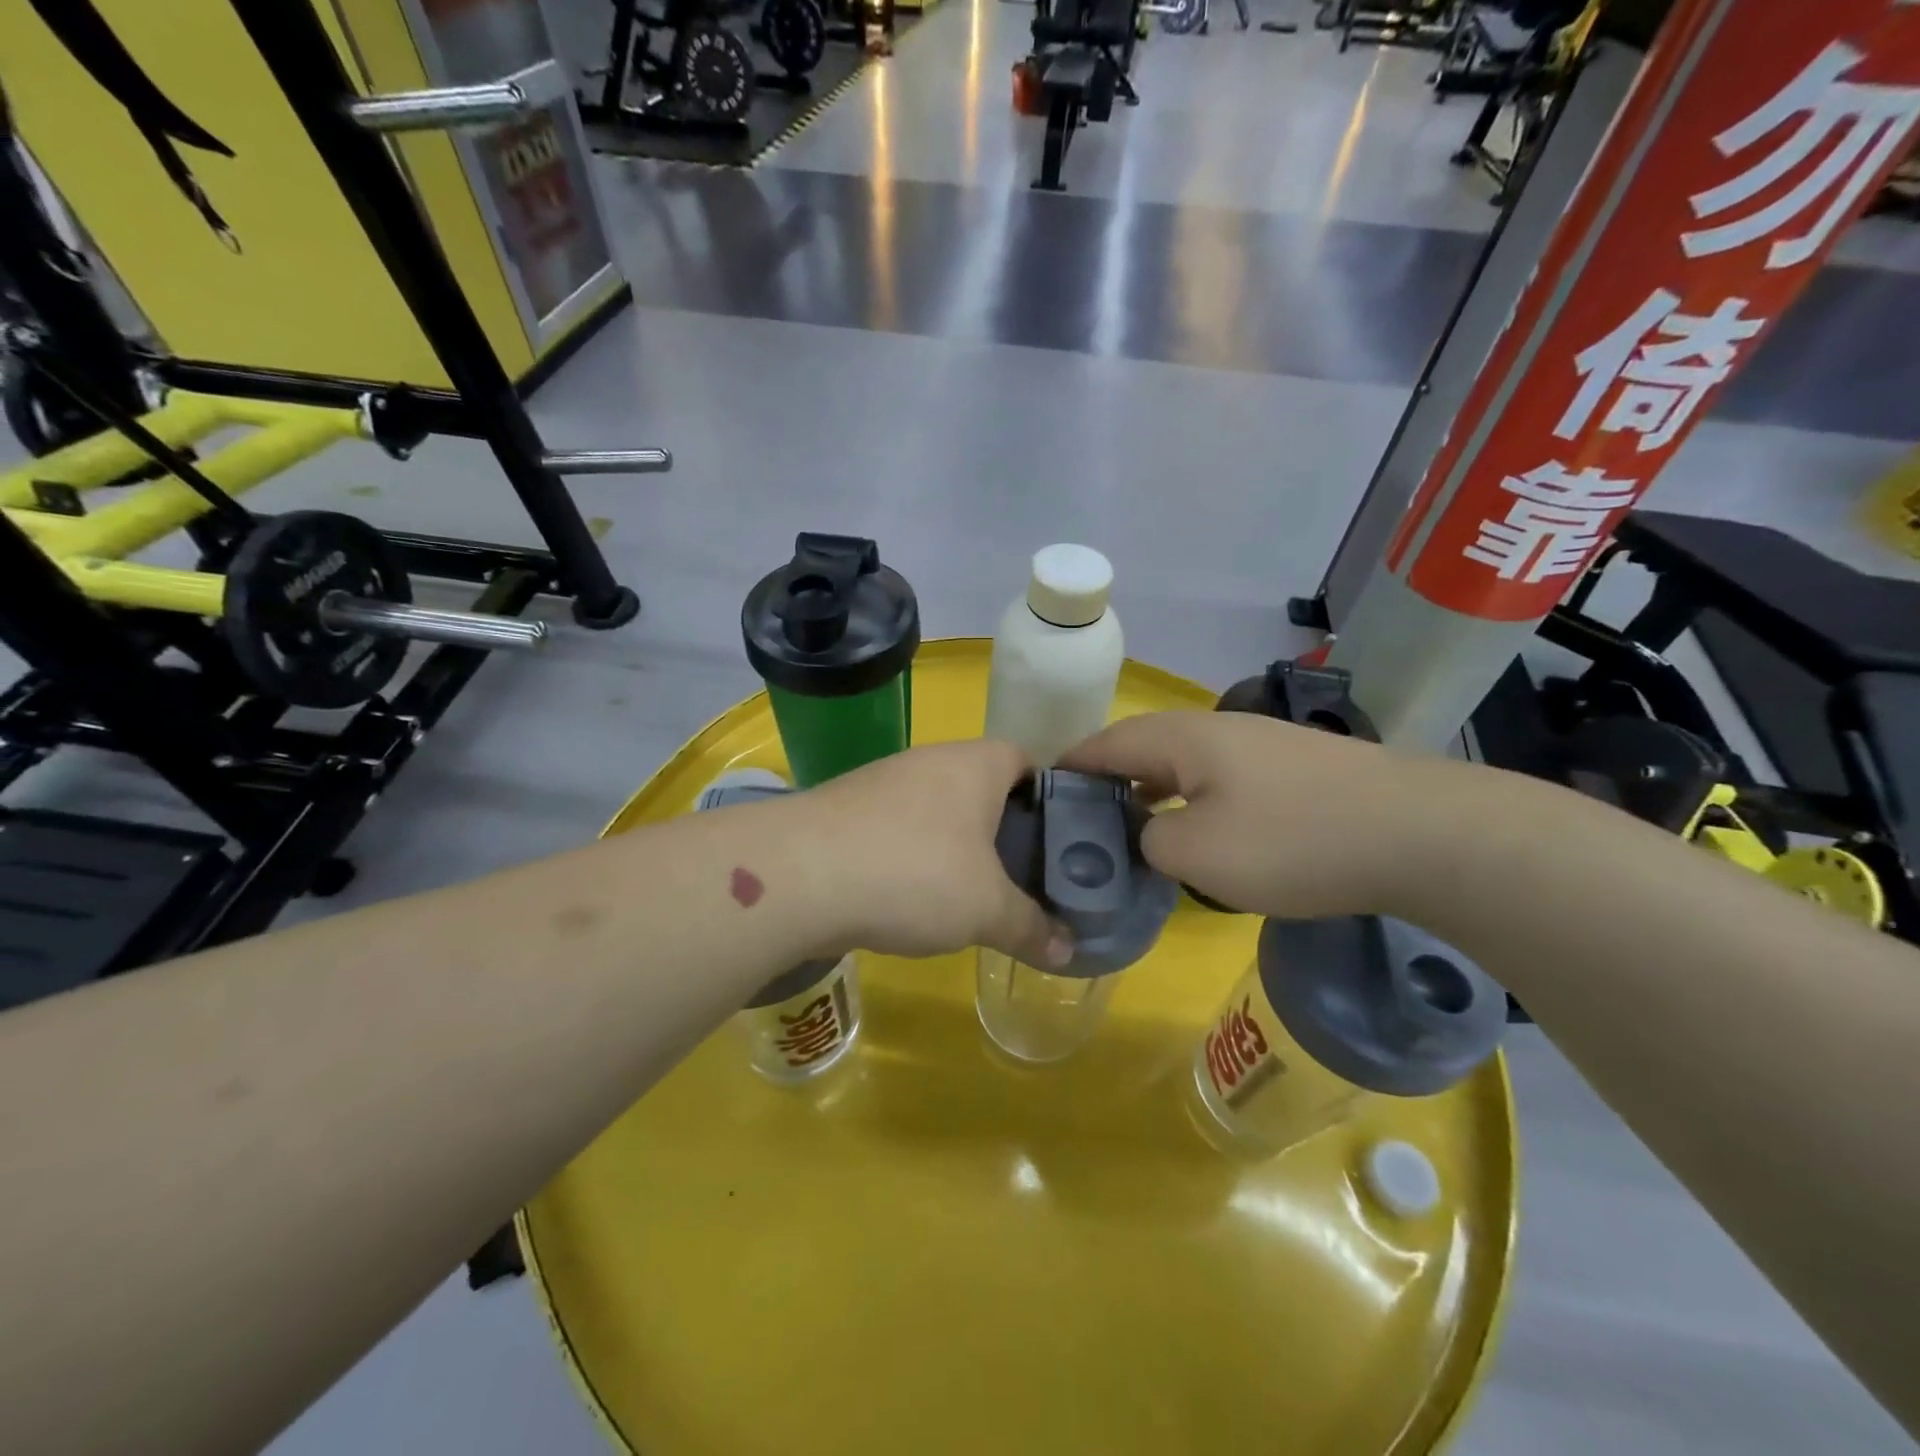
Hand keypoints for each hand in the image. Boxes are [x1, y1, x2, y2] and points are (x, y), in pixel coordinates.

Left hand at [803, 741, 1072, 967]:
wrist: (797, 876)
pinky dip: (911, 856)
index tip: (1056, 840)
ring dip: (954, 846)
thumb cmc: (914, 874)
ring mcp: (882, 782)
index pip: (1025, 760)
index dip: (1046, 795)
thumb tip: (1069, 951)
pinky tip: (910, 897)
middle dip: (1001, 829)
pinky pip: (896, 829)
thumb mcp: (987, 910)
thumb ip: (1031, 927)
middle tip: (1020, 876)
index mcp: (975, 764)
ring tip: (969, 894)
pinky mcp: (845, 811)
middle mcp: (930, 760)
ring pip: (936, 809)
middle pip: (980, 786)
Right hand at [1061, 710, 1430, 919]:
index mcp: (1183, 739)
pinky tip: (1200, 828)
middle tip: (1083, 819)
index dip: (1070, 766)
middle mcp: (1217, 729)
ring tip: (1132, 825)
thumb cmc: (1294, 840)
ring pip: (1184, 762)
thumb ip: (1151, 842)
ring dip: (1152, 789)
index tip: (1042, 793)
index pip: (1106, 743)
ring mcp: (1260, 743)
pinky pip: (1220, 776)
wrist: (1421, 833)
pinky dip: (1192, 798)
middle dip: (1109, 779)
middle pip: (1143, 746)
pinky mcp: (1293, 766)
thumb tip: (1150, 833)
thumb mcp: (1199, 855)